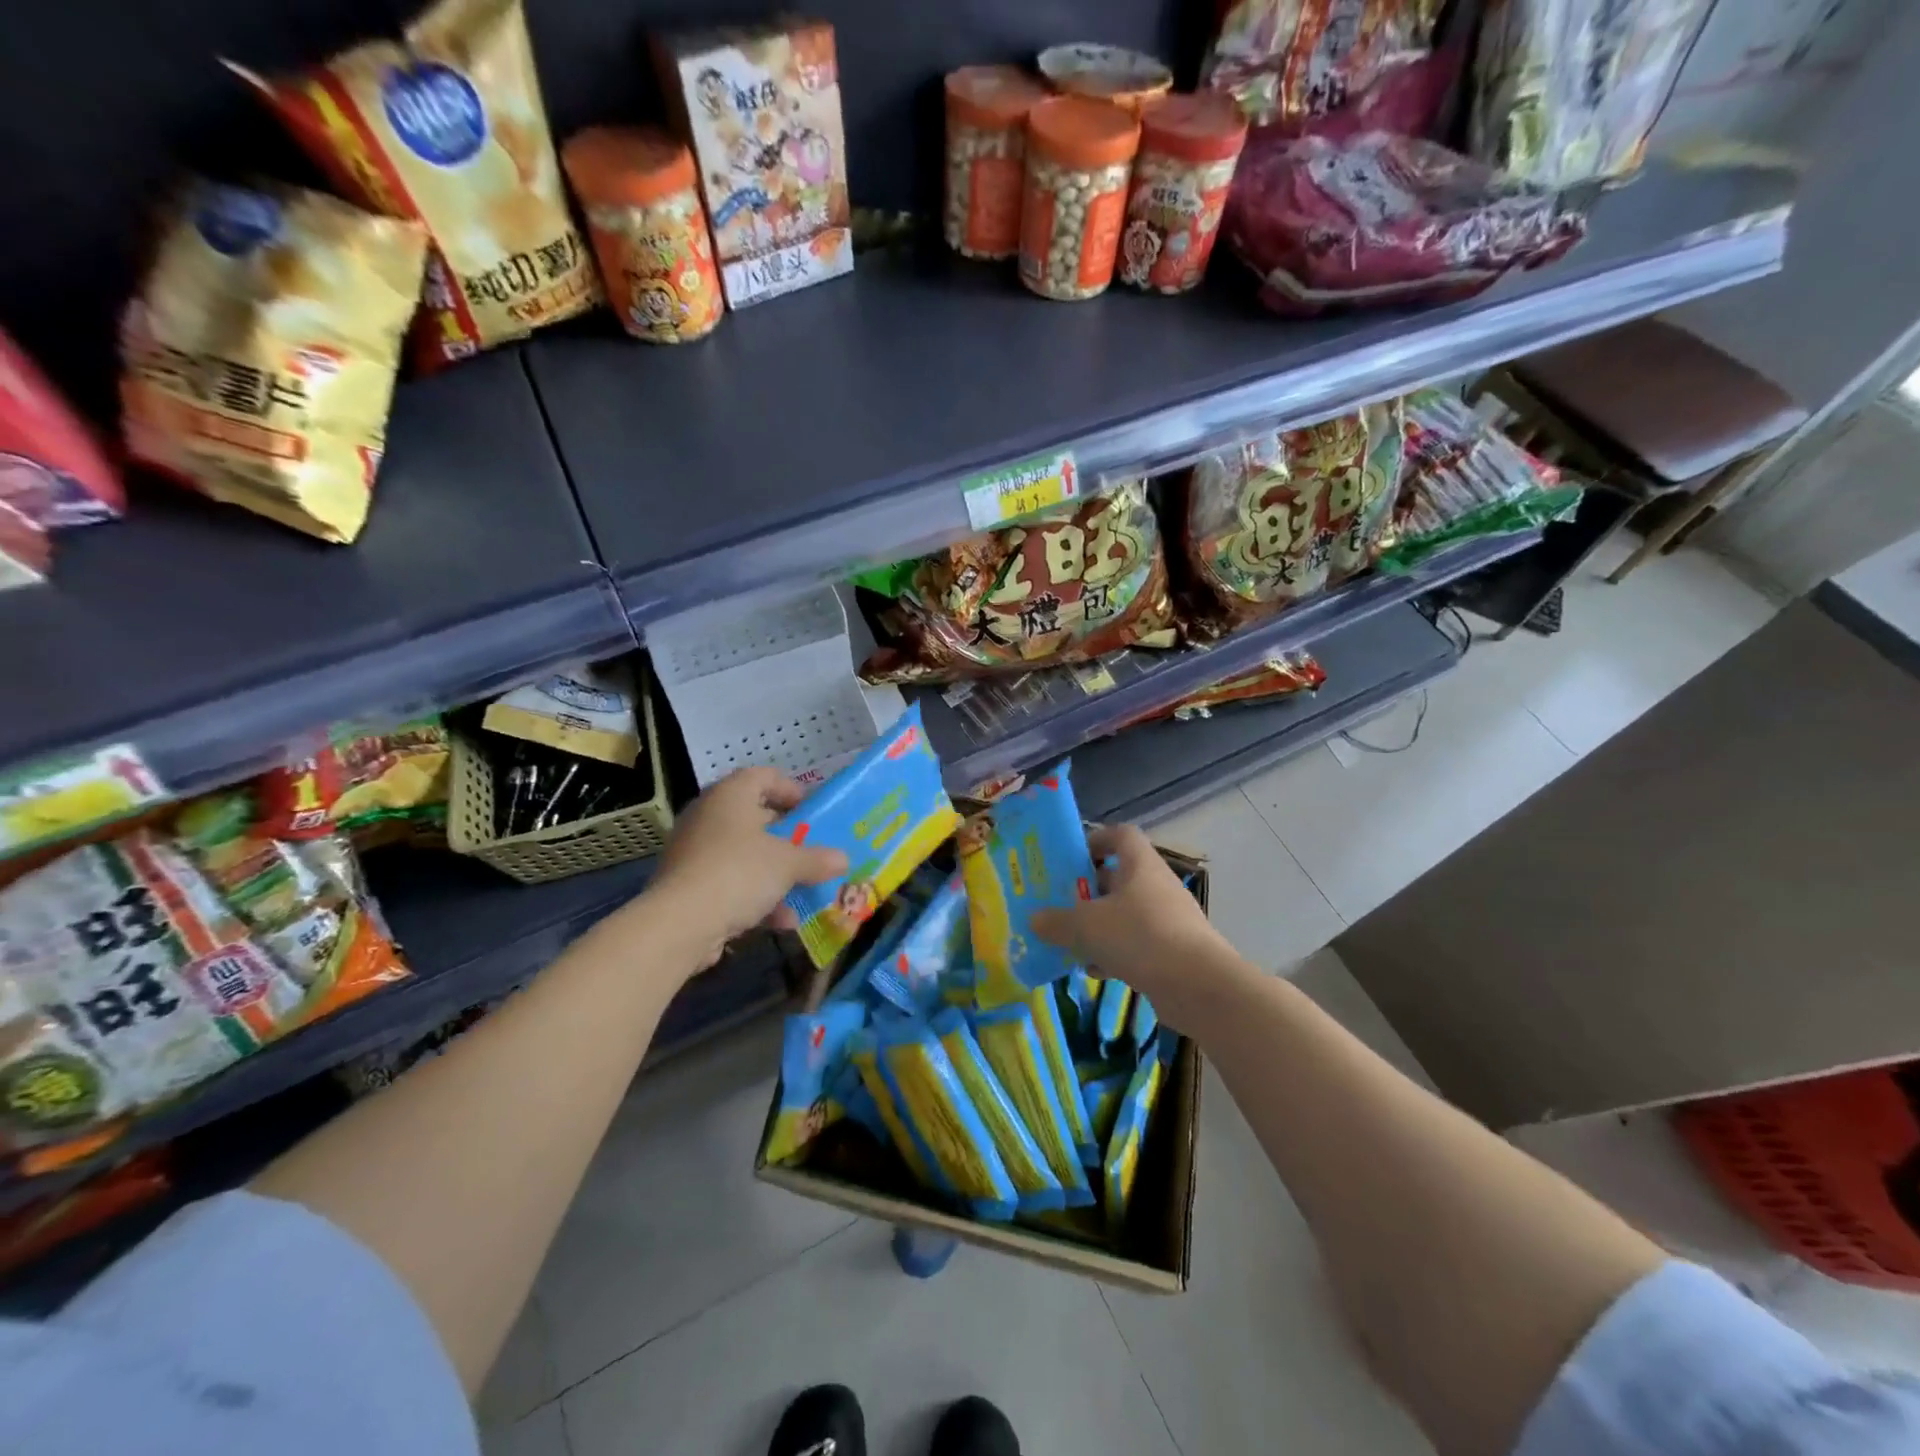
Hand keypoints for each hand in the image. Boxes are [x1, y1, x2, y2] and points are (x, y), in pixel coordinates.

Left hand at [650, 767, 846, 969]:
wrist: (679, 924)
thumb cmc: (739, 873)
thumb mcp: (788, 864)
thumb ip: (817, 859)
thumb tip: (844, 859)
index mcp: (730, 796)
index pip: (763, 776)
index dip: (790, 789)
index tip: (812, 810)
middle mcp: (708, 816)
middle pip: (754, 817)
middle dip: (785, 837)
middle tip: (810, 849)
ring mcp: (694, 851)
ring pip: (743, 854)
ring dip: (774, 873)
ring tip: (803, 892)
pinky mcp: (687, 885)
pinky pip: (729, 882)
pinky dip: (755, 897)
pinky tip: (781, 921)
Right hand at [1031, 824, 1237, 1020]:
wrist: (1199, 986)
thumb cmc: (1140, 937)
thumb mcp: (1087, 926)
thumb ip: (1057, 921)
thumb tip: (1034, 919)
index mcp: (1140, 864)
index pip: (1120, 835)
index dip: (1096, 840)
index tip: (1071, 859)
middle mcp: (1156, 885)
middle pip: (1119, 877)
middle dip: (1088, 890)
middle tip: (1059, 903)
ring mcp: (1168, 919)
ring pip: (1125, 914)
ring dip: (1099, 926)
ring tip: (1070, 940)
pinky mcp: (1173, 951)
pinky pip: (1136, 944)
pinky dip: (1114, 953)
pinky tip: (1094, 970)